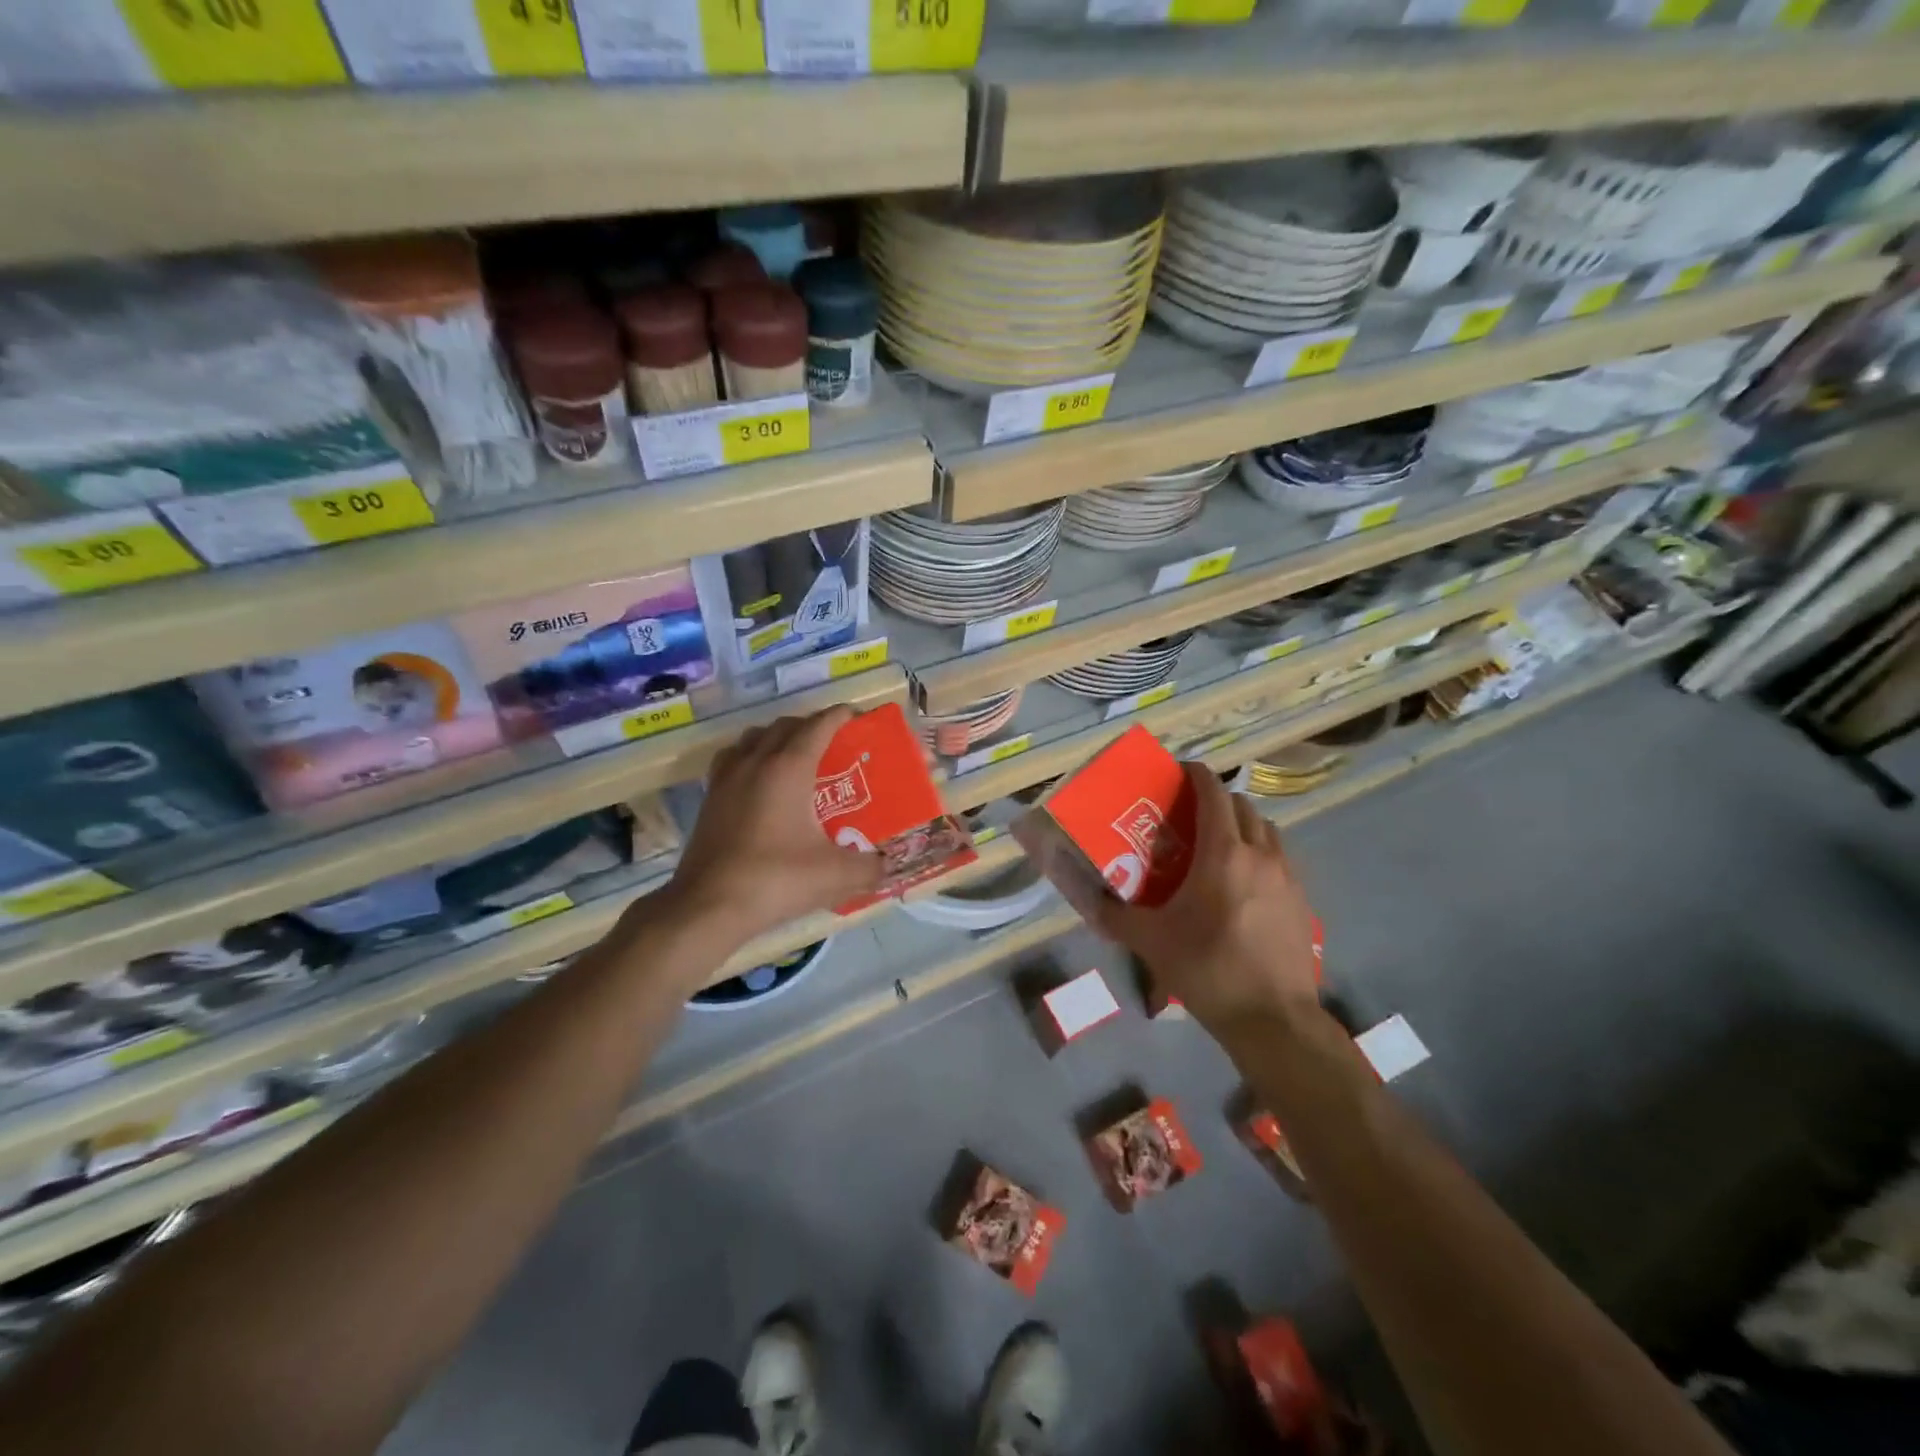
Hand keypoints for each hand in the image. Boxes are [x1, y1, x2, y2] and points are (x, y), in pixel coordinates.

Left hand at [661, 706, 885, 949]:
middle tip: (832, 745)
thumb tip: (886, 864)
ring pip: (753, 738)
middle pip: (785, 726)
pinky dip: (749, 758)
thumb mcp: (835, 875)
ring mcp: (727, 779)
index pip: (818, 726)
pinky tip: (759, 783)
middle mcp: (755, 762)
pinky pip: (732, 760)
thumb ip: (869, 866)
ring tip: (795, 758)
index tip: (856, 717)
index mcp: (789, 768)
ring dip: (776, 738)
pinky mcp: (710, 799)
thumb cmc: (776, 879)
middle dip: (810, 726)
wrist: (709, 906)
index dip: (839, 717)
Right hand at [1077, 764, 1319, 1034]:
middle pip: (1243, 806)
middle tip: (1191, 815)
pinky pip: (1280, 858)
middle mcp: (1260, 854)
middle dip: (1218, 800)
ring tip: (1219, 844)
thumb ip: (1114, 915)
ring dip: (1243, 825)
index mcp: (1223, 853)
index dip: (1196, 775)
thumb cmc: (1207, 970)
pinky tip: (1243, 883)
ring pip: (1266, 830)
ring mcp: (1288, 877)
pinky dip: (1260, 853)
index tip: (1179, 772)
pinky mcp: (1302, 901)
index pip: (1213, 793)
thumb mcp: (1150, 942)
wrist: (1273, 1018)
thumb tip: (1087, 898)